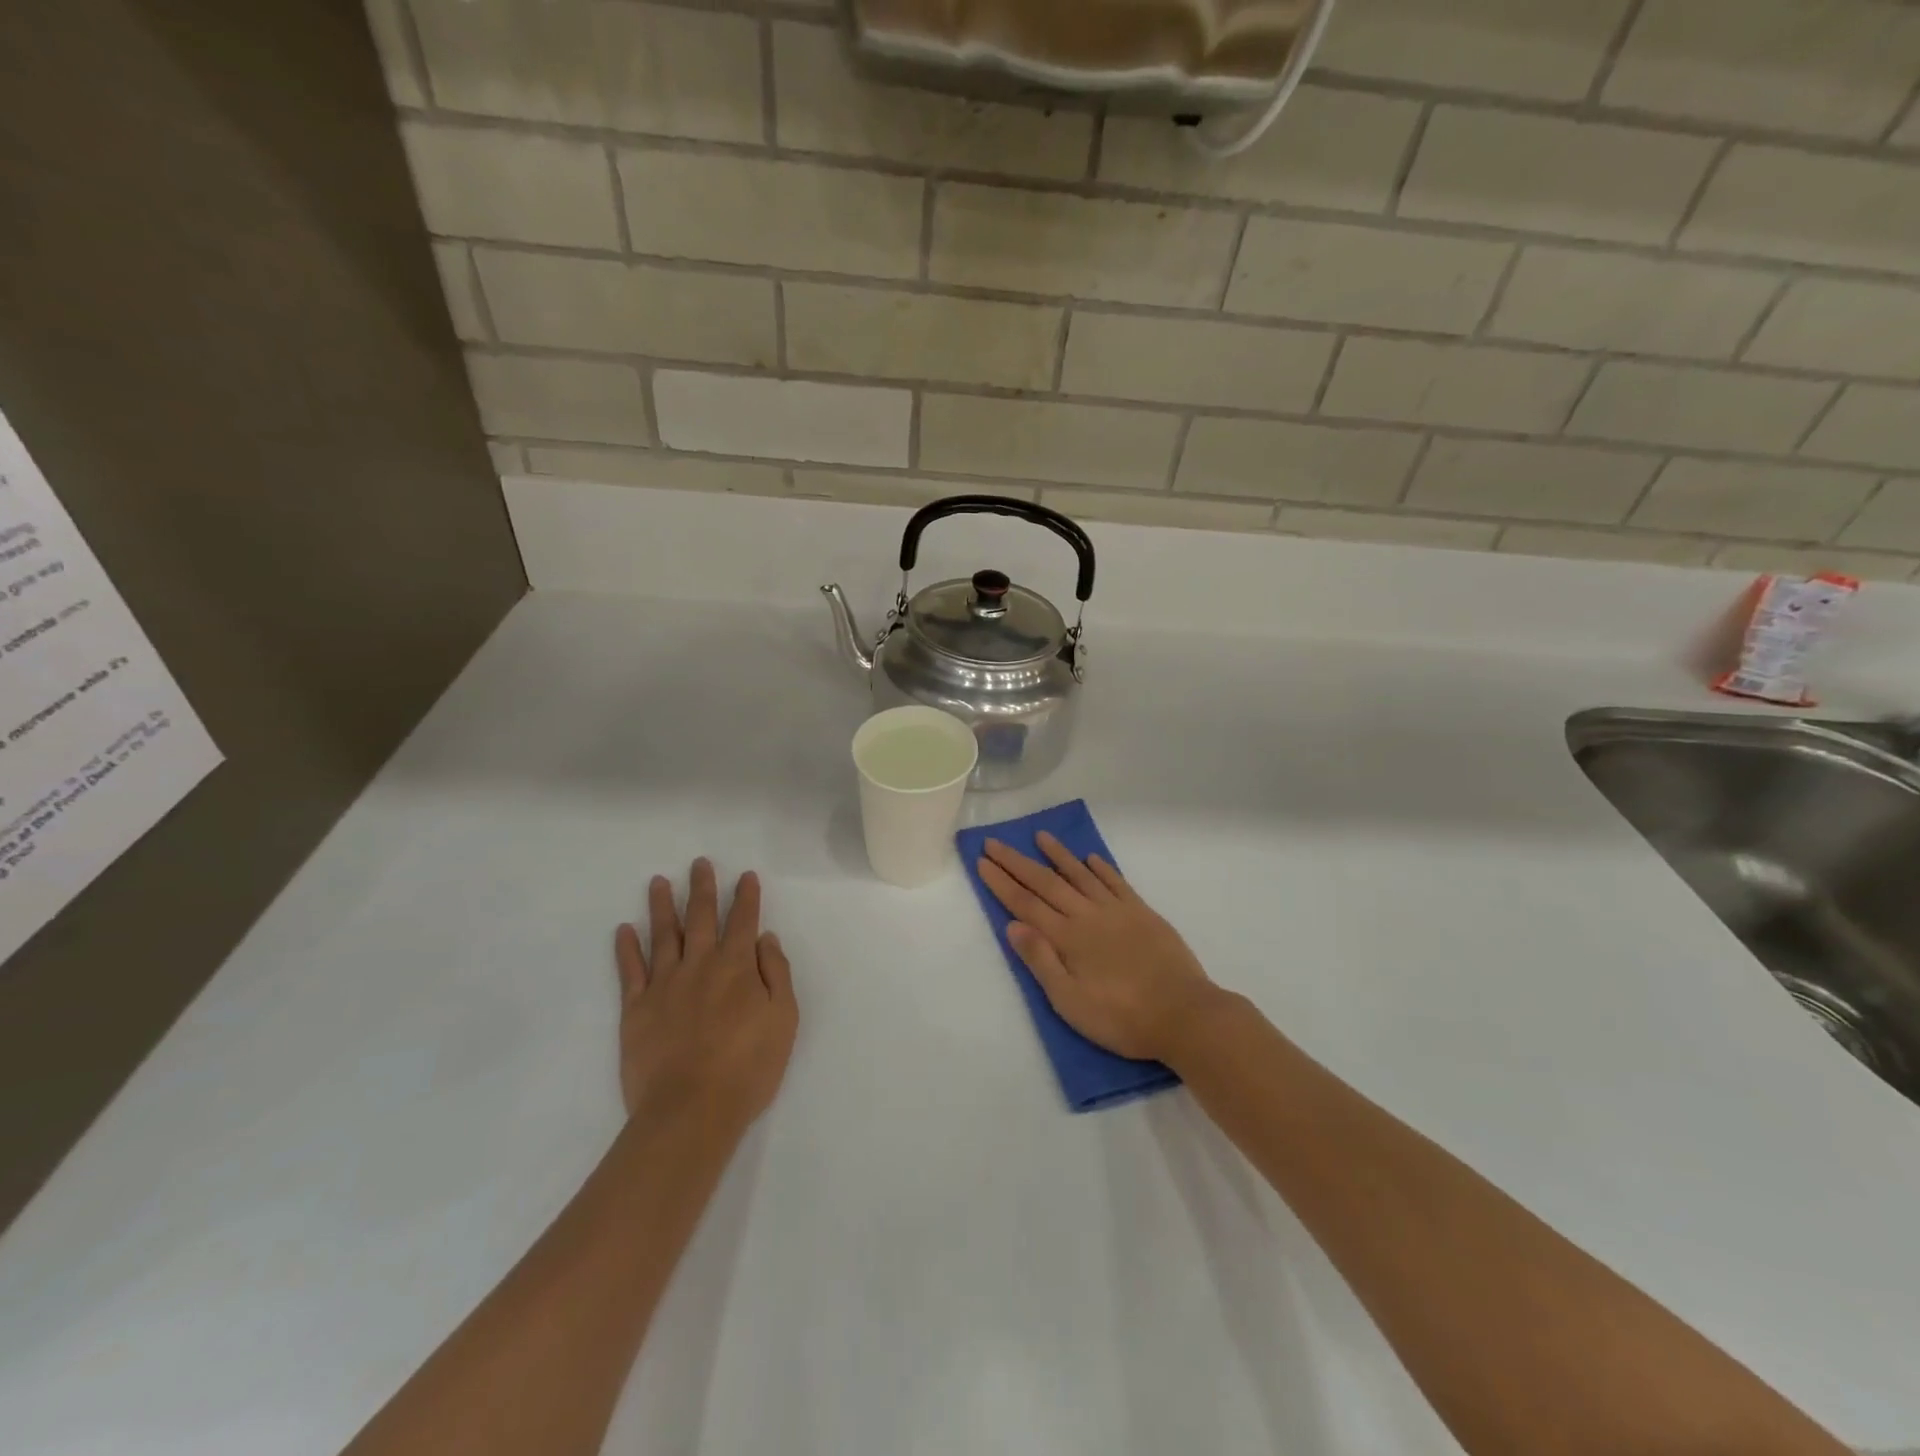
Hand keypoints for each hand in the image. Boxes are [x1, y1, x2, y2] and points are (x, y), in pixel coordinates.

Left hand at [614, 860, 797, 1131]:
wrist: (691, 1110)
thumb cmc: (748, 1067)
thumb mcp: (784, 1019)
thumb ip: (776, 974)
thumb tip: (765, 939)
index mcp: (737, 967)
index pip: (743, 921)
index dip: (746, 897)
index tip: (745, 876)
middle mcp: (700, 965)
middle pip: (701, 918)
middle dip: (702, 888)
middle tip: (699, 863)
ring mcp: (664, 985)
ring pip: (663, 935)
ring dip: (662, 906)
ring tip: (658, 882)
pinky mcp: (636, 1009)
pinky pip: (630, 971)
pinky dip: (626, 948)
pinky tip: (623, 930)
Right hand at [975, 833, 1224, 1064]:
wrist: (1183, 1014)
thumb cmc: (1121, 1017)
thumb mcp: (1070, 1002)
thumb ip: (1041, 961)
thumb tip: (1012, 925)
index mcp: (1067, 938)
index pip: (1025, 904)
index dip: (1002, 882)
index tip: (982, 861)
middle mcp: (1087, 915)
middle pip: (1046, 883)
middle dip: (1017, 862)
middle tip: (995, 842)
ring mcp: (1117, 910)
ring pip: (1080, 874)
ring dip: (1058, 854)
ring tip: (1040, 836)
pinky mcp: (1142, 913)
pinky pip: (1116, 882)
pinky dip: (1100, 867)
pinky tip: (1091, 858)